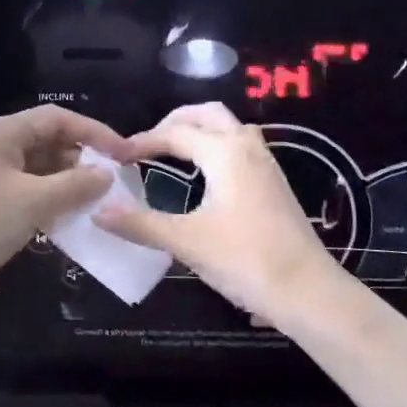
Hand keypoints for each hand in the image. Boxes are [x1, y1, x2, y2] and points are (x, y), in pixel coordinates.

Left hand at [0, 105, 129, 305]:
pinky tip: (77, 220)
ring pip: (44, 171)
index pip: (58, 118)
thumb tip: (107, 174)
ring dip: (72, 184)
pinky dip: (56, 203)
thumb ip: (75, 185)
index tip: (126, 154)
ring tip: (104, 201)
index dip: (94, 132)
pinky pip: (34, 195)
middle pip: (51, 142)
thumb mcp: (33, 202)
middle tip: (118, 181)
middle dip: (84, 158)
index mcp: (3, 134)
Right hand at [98, 103, 341, 326]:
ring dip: (200, 129)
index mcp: (224, 152)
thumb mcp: (186, 241)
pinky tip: (206, 175)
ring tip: (173, 151)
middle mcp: (247, 147)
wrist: (308, 291)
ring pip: (230, 127)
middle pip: (208, 114)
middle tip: (147, 142)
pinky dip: (217, 145)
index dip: (143, 141)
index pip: (175, 133)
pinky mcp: (275, 184)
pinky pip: (242, 146)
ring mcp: (266, 164)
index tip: (118, 157)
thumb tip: (98, 212)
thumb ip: (140, 224)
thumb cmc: (245, 260)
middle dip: (175, 121)